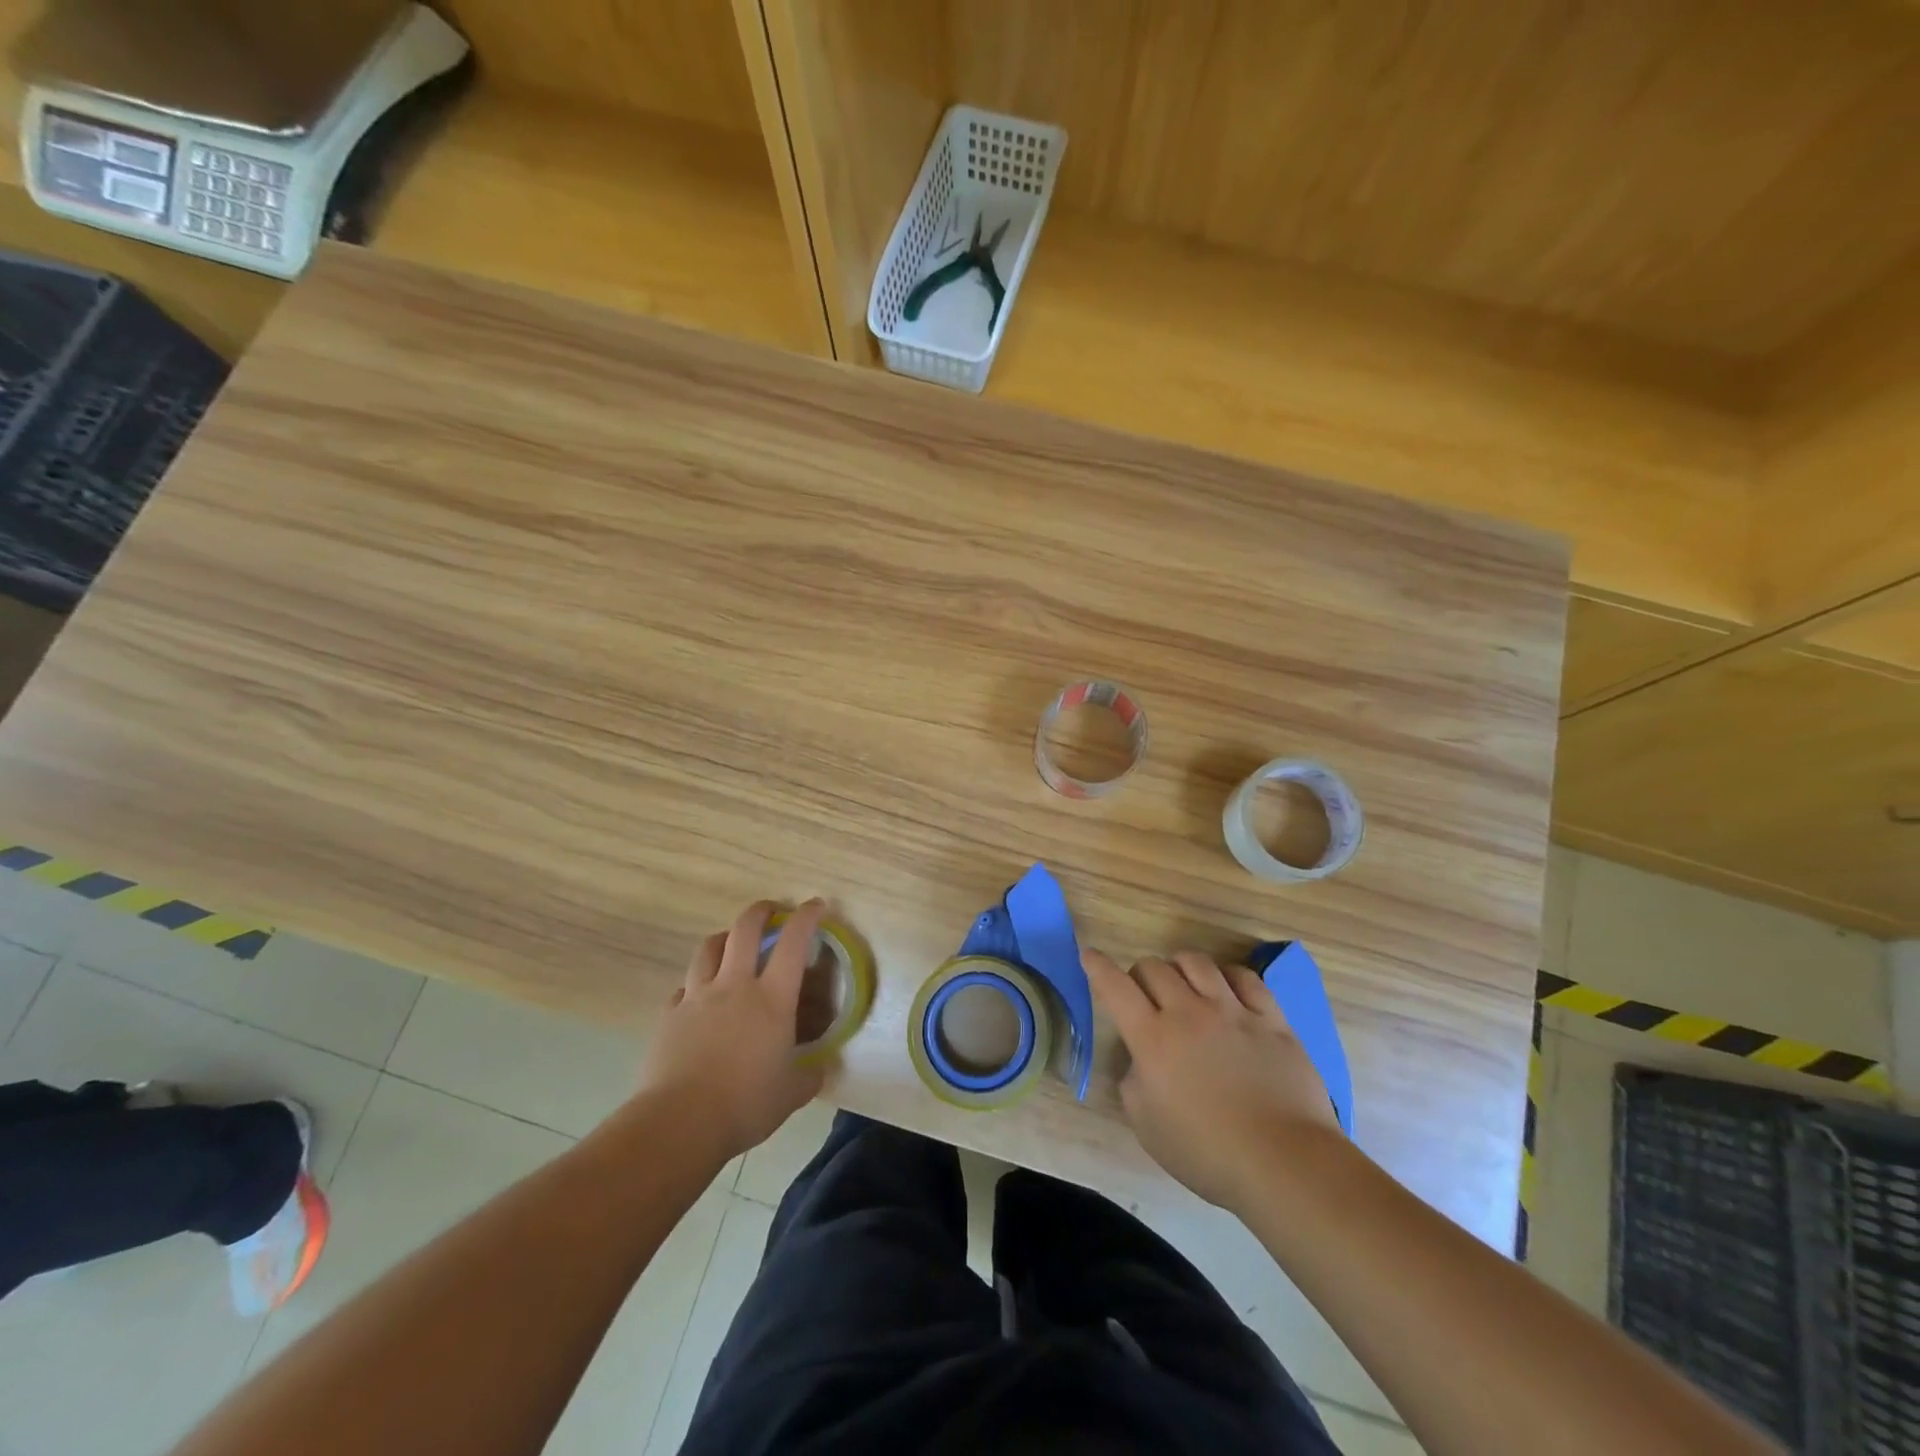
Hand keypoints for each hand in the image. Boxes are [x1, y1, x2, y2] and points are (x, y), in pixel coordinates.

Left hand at [636, 900, 827, 1162]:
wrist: (679, 1123)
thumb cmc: (745, 1104)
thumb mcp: (790, 1094)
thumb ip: (809, 1076)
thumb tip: (822, 1070)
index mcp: (772, 998)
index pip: (793, 942)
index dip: (806, 917)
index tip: (816, 905)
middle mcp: (735, 985)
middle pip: (745, 928)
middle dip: (761, 911)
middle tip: (772, 911)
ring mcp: (697, 997)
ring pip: (709, 948)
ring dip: (725, 938)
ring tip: (733, 944)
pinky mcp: (669, 1015)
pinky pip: (684, 986)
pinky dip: (696, 983)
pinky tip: (700, 997)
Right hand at [1085, 948, 1338, 1212]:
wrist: (1283, 1162)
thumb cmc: (1207, 1153)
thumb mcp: (1147, 1126)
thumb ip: (1133, 1082)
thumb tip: (1139, 1059)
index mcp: (1152, 1038)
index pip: (1115, 987)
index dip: (1097, 966)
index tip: (1089, 954)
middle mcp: (1188, 1013)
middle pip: (1155, 967)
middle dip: (1141, 974)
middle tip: (1144, 992)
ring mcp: (1232, 1011)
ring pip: (1197, 962)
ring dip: (1180, 966)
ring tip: (1183, 982)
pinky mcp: (1270, 1018)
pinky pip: (1245, 977)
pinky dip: (1227, 975)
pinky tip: (1226, 986)